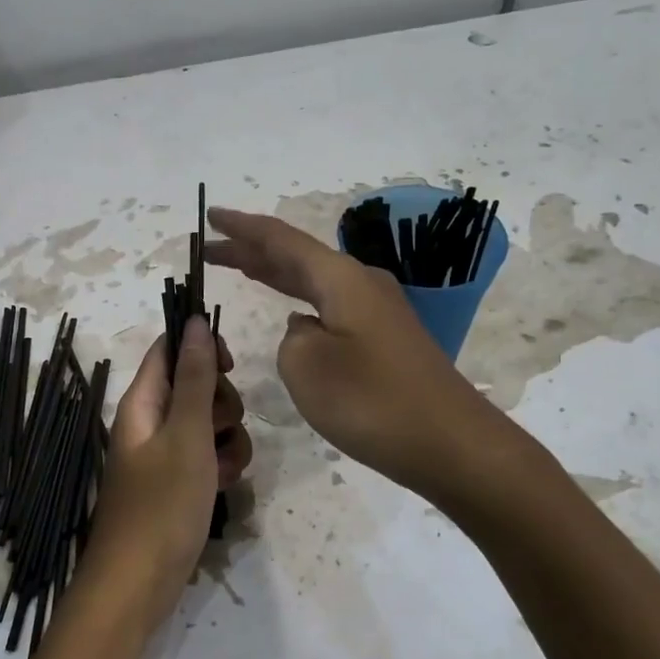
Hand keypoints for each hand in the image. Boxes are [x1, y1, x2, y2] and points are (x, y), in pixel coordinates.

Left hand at [83, 318, 249, 636]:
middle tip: (219, 428)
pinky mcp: (177, 483)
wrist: (138, 584)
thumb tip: (193, 321)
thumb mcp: (186, 435)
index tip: (231, 365)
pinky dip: (221, 465)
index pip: (169, 350)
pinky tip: (226, 486)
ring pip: (208, 423)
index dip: (201, 346)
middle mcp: (151, 421)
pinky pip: (207, 456)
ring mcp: (164, 454)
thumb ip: (195, 378)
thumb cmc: (161, 505)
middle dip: (220, 402)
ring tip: (224, 467)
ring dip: (227, 438)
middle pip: (195, 385)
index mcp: (142, 402)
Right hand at [205, 207, 498, 500]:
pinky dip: (300, 301)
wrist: (448, 442)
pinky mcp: (385, 339)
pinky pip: (330, 306)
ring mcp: (378, 311)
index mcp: (341, 279)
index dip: (243, 229)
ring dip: (276, 275)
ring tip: (241, 268)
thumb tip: (306, 328)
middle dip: (253, 251)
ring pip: (314, 282)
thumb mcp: (306, 366)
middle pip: (297, 257)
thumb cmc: (371, 400)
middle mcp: (361, 284)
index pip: (282, 241)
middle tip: (211, 250)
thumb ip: (291, 337)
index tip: (211, 216)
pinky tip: (290, 314)